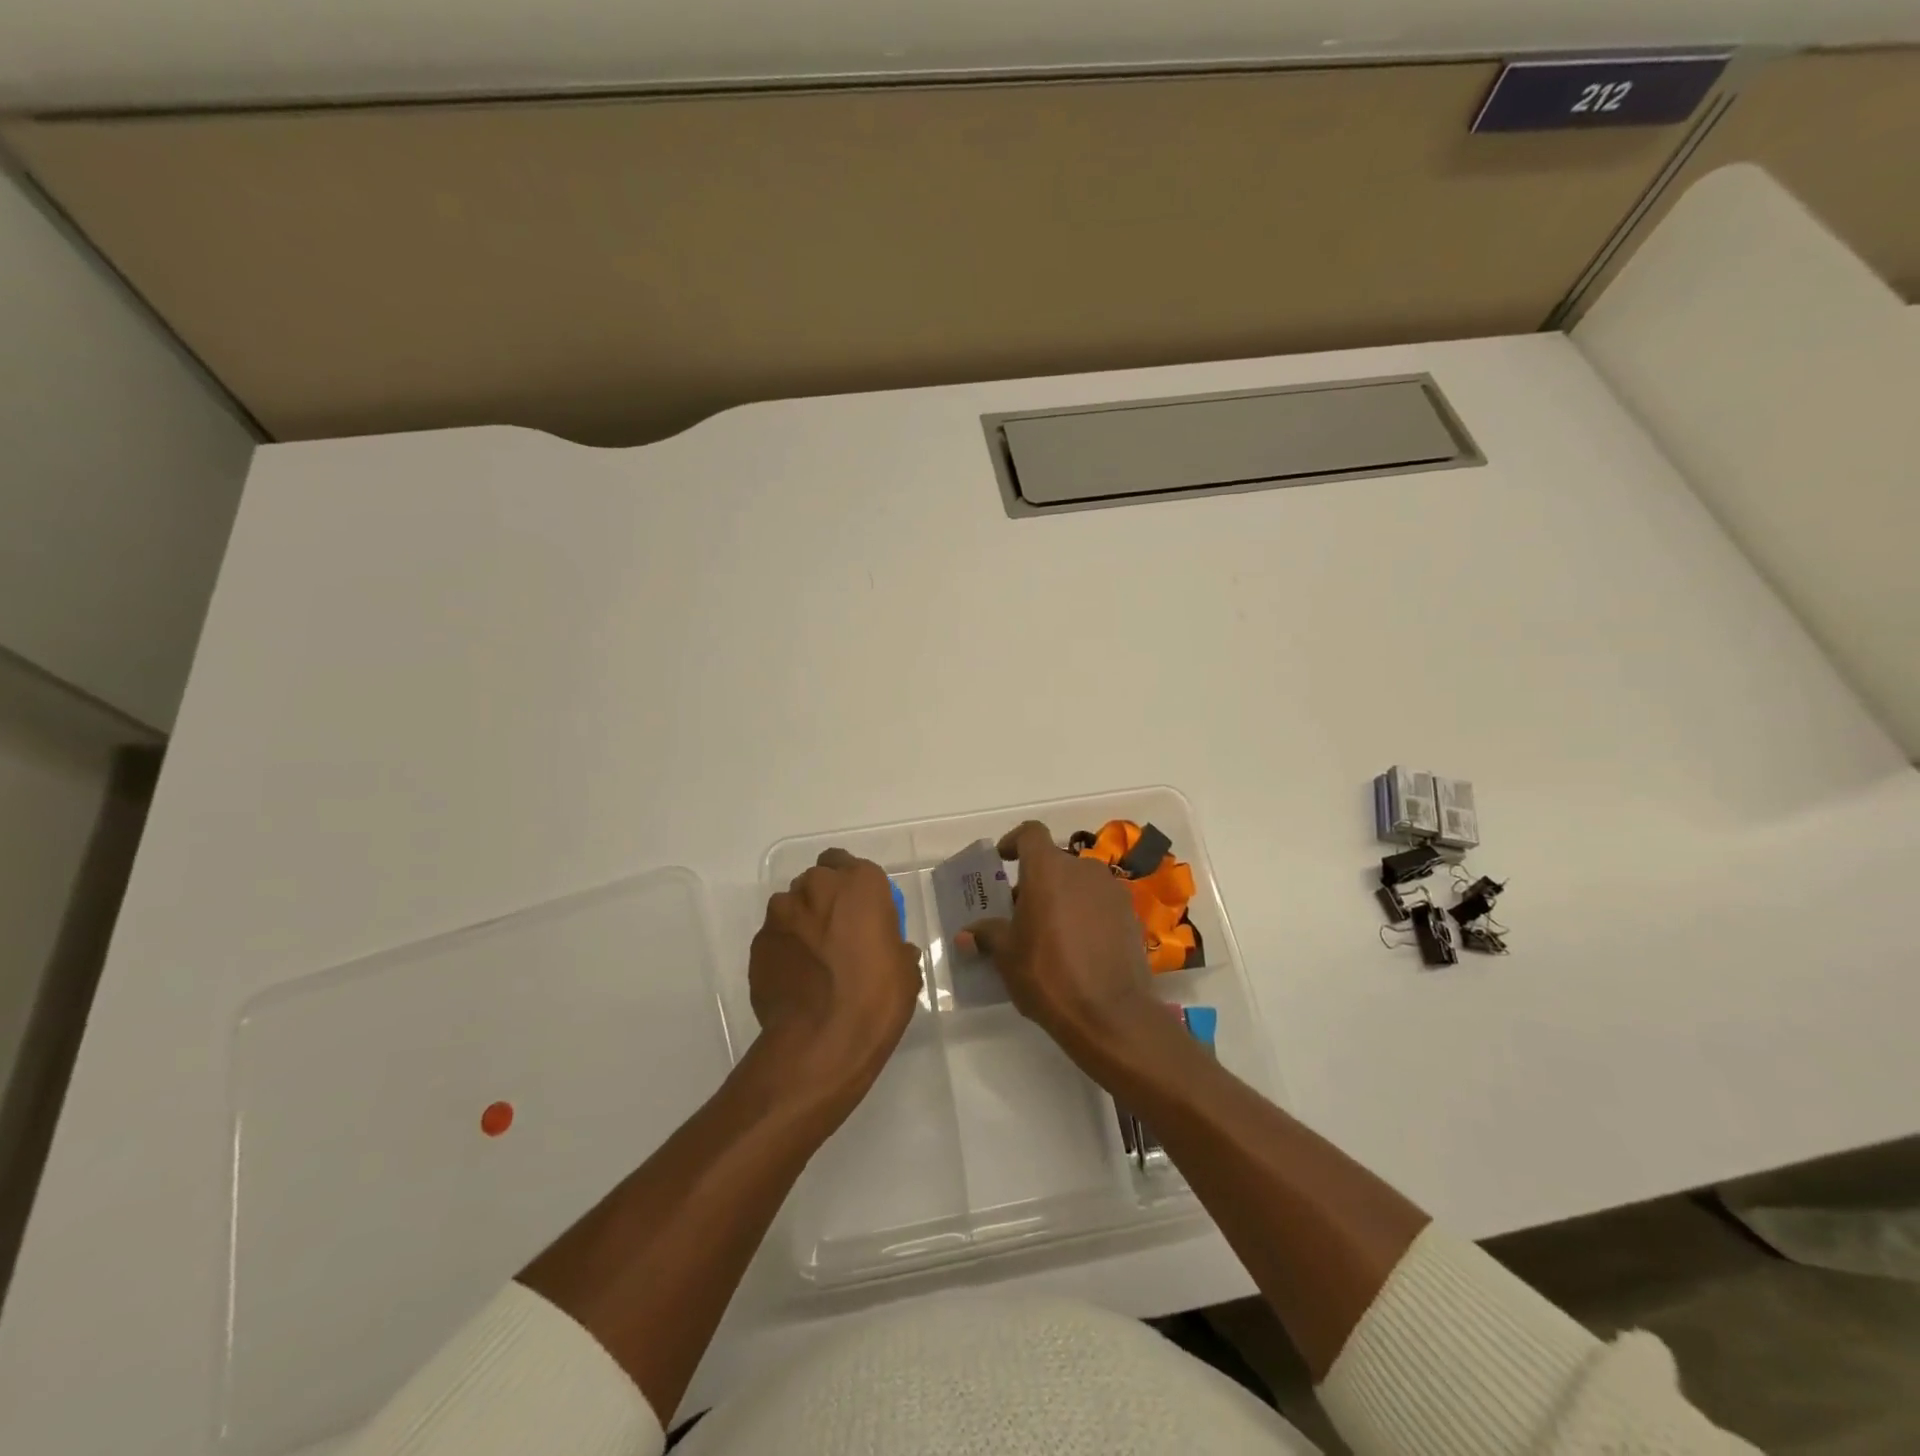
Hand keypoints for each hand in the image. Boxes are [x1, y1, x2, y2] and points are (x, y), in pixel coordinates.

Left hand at [749, 849, 921, 1114]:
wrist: (820, 1041)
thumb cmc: (875, 999)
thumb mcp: (905, 971)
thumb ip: (894, 947)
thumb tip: (891, 951)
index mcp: (859, 884)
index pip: (848, 863)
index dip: (852, 885)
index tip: (860, 909)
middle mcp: (816, 887)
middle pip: (818, 882)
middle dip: (825, 901)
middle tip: (838, 935)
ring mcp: (781, 914)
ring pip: (792, 907)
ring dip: (802, 923)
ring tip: (813, 960)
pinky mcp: (758, 944)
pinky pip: (775, 937)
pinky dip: (784, 950)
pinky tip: (796, 979)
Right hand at [957, 821, 1171, 1069]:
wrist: (1110, 1013)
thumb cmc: (1048, 974)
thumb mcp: (1007, 955)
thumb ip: (987, 935)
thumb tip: (966, 935)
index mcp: (1048, 869)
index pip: (1030, 833)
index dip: (1015, 841)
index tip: (1004, 859)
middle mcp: (1083, 870)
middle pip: (1055, 862)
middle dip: (1036, 880)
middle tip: (1021, 911)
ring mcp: (1112, 891)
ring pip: (1080, 883)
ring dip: (1063, 897)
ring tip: (1050, 931)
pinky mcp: (1131, 916)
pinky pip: (1100, 904)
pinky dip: (1086, 914)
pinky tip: (1078, 947)